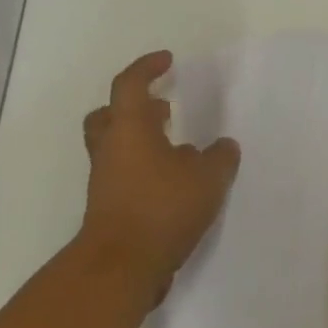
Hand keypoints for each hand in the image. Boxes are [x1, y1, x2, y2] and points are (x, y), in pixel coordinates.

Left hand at [79, 50, 239, 305]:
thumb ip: (220, 158)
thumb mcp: (207, 178)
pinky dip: (145, 170)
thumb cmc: (162, 208)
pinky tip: (175, 185)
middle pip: (110, 115)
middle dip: (135, 107)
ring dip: (142, 141)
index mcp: (129, 129)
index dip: (147, 67)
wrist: (121, 266)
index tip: (167, 61)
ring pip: (116, 147)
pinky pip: (123, 175)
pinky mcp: (108, 207)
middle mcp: (111, 149)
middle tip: (162, 109)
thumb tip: (222, 146)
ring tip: (179, 150)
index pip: (131, 85)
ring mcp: (105, 180)